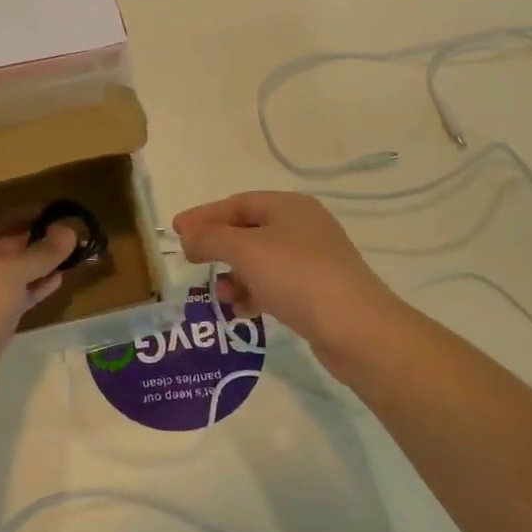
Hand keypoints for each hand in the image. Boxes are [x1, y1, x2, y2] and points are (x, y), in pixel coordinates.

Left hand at [0, 218, 79, 381]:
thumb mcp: (13, 271)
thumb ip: (43, 251)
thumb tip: (70, 231)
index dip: (22, 219)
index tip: (52, 217)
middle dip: (30, 247)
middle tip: (64, 239)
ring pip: (1, 279)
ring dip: (32, 270)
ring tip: (67, 261)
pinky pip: (3, 301)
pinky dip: (26, 292)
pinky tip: (54, 284)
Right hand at [171, 192, 405, 358]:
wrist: (356, 328)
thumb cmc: (297, 277)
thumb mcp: (246, 250)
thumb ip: (211, 238)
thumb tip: (188, 236)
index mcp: (289, 206)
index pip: (237, 203)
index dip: (204, 216)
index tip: (175, 231)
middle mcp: (303, 227)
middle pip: (248, 230)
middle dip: (218, 247)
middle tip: (191, 261)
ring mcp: (313, 260)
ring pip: (260, 261)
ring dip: (235, 275)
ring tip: (221, 296)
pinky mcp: (317, 292)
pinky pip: (275, 285)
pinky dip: (254, 294)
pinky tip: (242, 311)